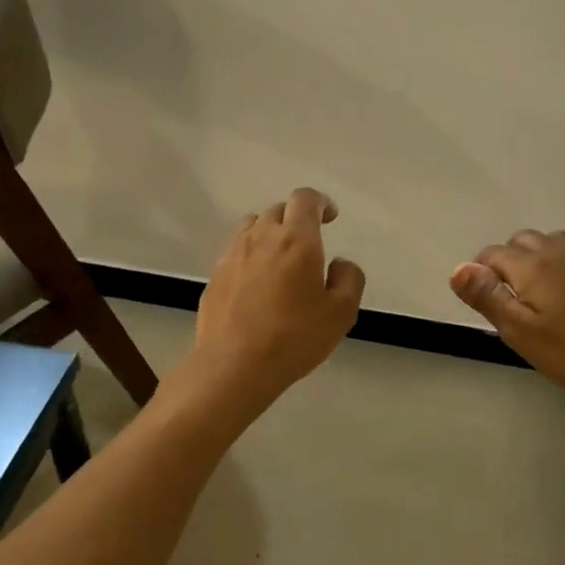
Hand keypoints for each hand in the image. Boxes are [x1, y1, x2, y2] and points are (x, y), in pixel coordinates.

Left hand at [188, 188, 364, 408]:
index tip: (330, 216)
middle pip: (278, 210)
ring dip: (269, 234)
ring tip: (280, 259)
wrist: (234, 364)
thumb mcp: (341, 313)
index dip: (320, 202)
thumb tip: (340, 264)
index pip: (305, 199)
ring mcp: (232, 255)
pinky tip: (257, 285)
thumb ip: (349, 280)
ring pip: (252, 227)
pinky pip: (236, 253)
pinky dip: (250, 257)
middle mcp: (261, 237)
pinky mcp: (215, 276)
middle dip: (296, 219)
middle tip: (309, 244)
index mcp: (297, 240)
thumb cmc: (295, 337)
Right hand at [451, 230, 564, 399]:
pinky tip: (558, 294)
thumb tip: (458, 268)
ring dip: (531, 258)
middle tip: (505, 300)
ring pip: (546, 242)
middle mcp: (556, 252)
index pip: (492, 254)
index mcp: (532, 265)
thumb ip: (488, 297)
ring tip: (530, 293)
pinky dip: (553, 263)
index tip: (482, 302)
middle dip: (505, 262)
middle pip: (520, 241)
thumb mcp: (520, 332)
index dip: (479, 274)